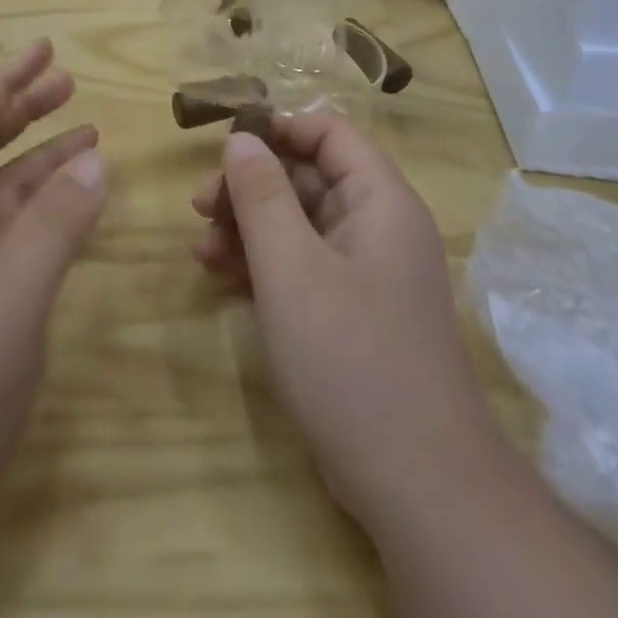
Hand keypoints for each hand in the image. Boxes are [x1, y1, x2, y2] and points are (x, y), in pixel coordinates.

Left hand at [0, 39, 106, 536]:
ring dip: (42, 161)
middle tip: (69, 84)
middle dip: (23, 111)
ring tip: (89, 139)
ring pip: (3, 193)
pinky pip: (14, 235)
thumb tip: (96, 159)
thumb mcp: (9, 294)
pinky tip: (76, 211)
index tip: (45, 50)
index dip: (4, 80)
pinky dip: (46, 212)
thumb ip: (54, 224)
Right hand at [191, 115, 493, 530]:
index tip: (226, 147)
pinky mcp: (353, 315)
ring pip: (300, 225)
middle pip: (308, 179)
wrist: (418, 487)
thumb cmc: (351, 357)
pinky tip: (222, 281)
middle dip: (250, 188)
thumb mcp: (291, 268)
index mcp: (379, 201)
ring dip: (248, 230)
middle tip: (199, 208)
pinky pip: (303, 268)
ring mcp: (367, 274)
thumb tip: (241, 138)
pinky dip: (264, 267)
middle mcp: (378, 227)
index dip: (278, 130)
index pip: (329, 133)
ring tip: (201, 252)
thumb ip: (262, 195)